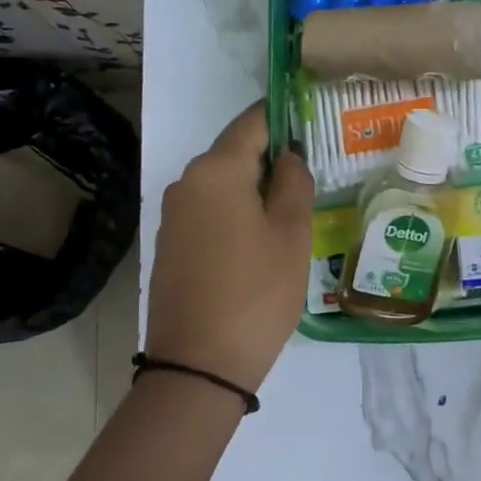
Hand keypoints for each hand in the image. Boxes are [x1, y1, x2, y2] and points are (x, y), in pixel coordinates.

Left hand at [145, 102, 313, 393]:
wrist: (198, 364)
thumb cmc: (256, 292)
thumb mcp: (292, 234)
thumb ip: (294, 183)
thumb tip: (288, 156)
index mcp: (216, 170)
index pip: (252, 123)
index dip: (282, 116)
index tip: (309, 119)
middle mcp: (186, 182)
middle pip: (234, 153)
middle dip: (271, 158)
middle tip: (311, 176)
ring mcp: (172, 215)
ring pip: (222, 184)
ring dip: (254, 189)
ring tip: (291, 211)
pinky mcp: (169, 244)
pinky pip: (208, 212)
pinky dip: (235, 213)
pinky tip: (258, 240)